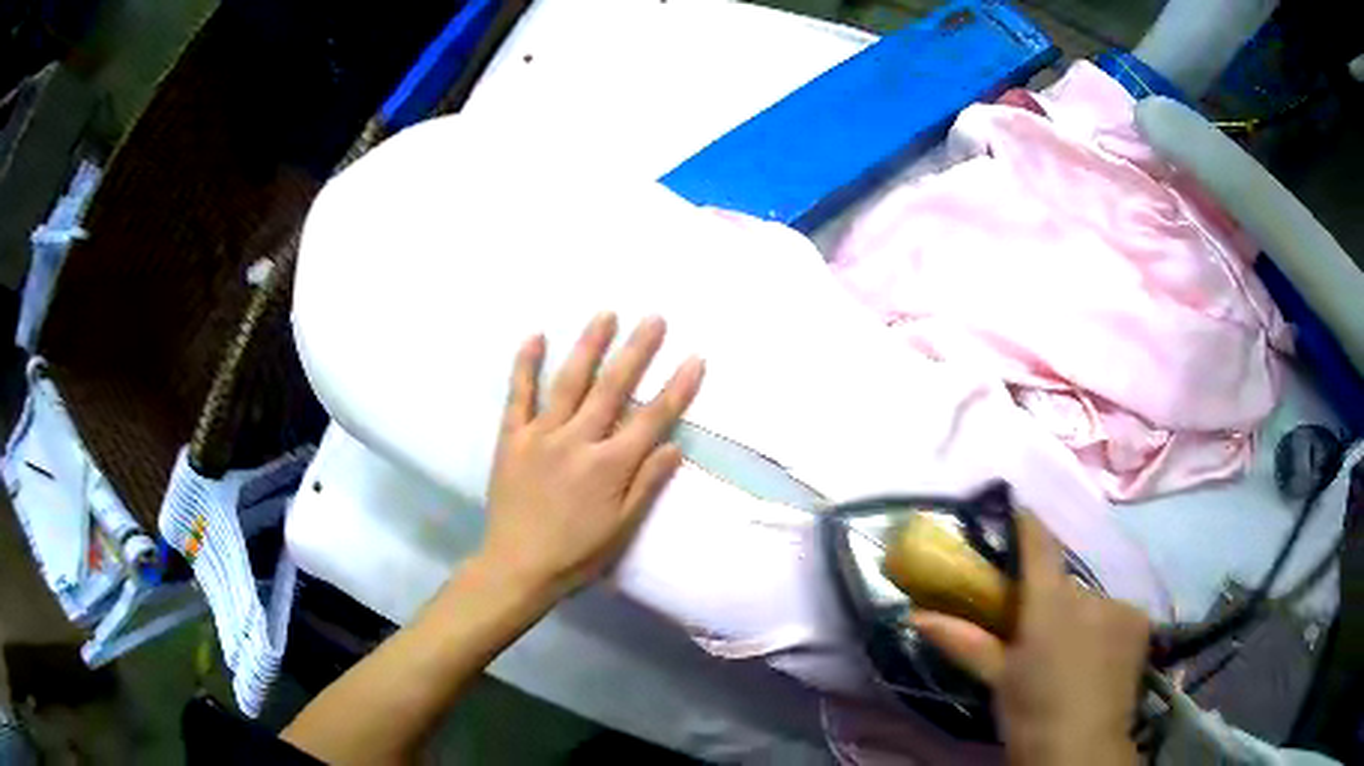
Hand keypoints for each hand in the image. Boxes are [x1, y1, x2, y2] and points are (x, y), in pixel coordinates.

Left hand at [477, 313, 703, 599]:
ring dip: (589, 346)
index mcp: (609, 466)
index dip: (677, 388)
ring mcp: (540, 435)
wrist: (517, 566)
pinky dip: (526, 365)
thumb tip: (674, 445)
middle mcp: (577, 441)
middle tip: (654, 318)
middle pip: (612, 388)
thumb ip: (647, 484)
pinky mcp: (510, 438)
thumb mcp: (622, 529)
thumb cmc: (576, 554)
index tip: (695, 359)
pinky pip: (518, 395)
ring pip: (568, 382)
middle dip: (637, 351)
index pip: (651, 419)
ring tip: (606, 314)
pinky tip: (536, 336)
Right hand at [911, 514, 1149, 765]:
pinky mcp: (1141, 621)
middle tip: (1038, 631)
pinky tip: (1099, 657)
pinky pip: (1115, 613)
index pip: (1040, 544)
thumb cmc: (1030, 713)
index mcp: (1050, 604)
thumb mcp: (997, 678)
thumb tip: (917, 615)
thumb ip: (963, 640)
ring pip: (1091, 601)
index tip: (1014, 513)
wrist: (1081, 748)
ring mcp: (1121, 605)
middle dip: (1052, 599)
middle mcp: (1089, 594)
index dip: (1027, 524)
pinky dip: (1104, 627)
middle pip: (1065, 582)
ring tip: (1071, 654)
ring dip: (1079, 617)